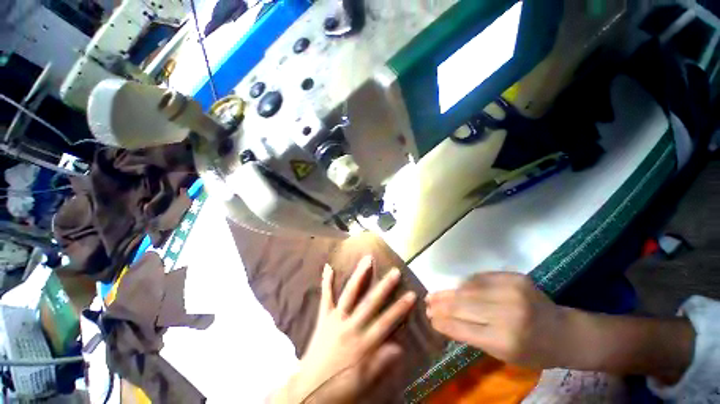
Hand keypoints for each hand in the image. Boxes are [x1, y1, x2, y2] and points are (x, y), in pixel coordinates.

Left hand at [275, 256, 416, 403]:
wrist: (309, 390)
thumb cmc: (340, 387)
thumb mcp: (365, 380)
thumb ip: (381, 361)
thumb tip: (400, 346)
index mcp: (363, 344)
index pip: (386, 322)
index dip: (400, 308)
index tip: (412, 294)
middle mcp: (351, 326)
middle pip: (370, 303)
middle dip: (384, 287)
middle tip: (394, 271)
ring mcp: (336, 319)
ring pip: (350, 293)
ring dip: (359, 275)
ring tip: (367, 259)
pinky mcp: (324, 317)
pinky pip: (325, 297)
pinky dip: (326, 282)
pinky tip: (328, 266)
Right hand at [425, 272, 571, 368]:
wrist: (564, 332)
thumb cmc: (533, 351)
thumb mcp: (503, 355)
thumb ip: (472, 336)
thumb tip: (443, 321)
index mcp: (506, 341)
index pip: (463, 328)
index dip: (443, 322)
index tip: (429, 318)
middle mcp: (508, 314)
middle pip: (463, 305)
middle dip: (441, 304)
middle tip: (427, 302)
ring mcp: (512, 291)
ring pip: (468, 289)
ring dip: (449, 292)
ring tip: (435, 294)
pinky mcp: (515, 277)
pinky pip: (480, 278)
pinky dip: (465, 283)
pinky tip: (457, 287)